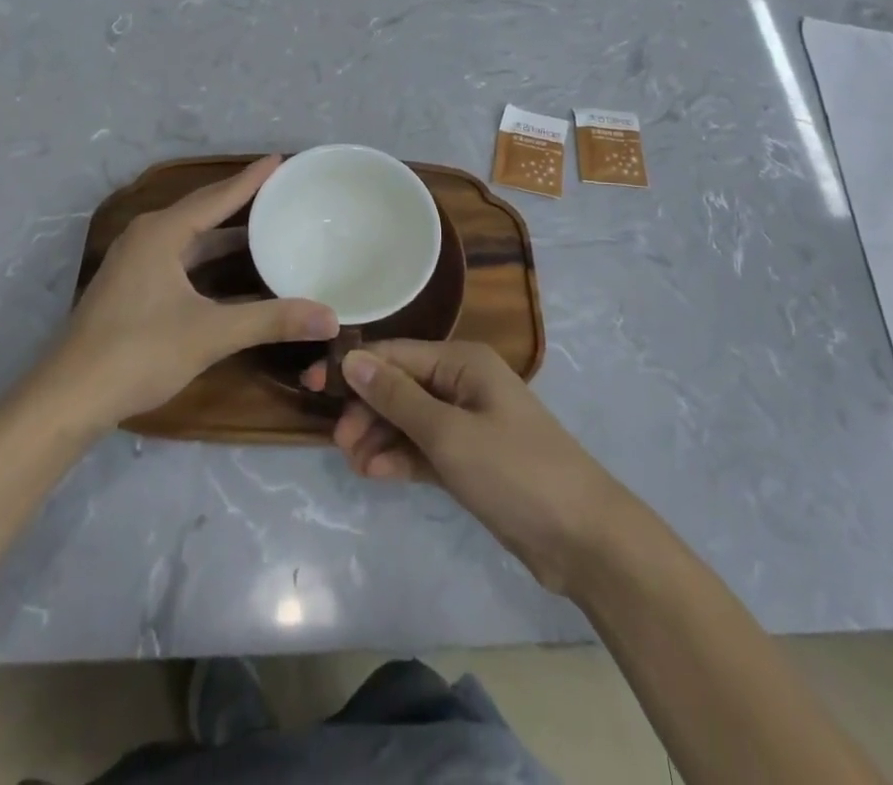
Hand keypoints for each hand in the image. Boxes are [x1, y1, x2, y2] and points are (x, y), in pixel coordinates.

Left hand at [43, 156, 337, 427]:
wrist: (68, 399)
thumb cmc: (139, 353)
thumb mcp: (211, 334)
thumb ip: (272, 321)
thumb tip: (330, 316)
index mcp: (162, 233)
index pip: (217, 196)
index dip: (251, 179)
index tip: (280, 160)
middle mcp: (147, 237)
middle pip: (202, 209)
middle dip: (240, 199)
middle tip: (279, 189)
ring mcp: (135, 262)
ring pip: (190, 236)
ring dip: (224, 231)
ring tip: (264, 224)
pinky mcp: (131, 286)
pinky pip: (179, 255)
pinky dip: (208, 255)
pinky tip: (230, 268)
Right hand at [309, 340, 625, 594]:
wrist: (582, 538)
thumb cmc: (514, 472)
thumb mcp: (449, 433)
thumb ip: (398, 397)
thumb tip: (352, 359)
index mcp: (463, 362)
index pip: (396, 354)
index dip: (354, 368)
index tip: (311, 386)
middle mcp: (464, 383)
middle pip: (401, 386)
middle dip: (367, 409)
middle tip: (338, 443)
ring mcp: (469, 422)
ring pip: (410, 419)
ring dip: (380, 436)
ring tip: (354, 464)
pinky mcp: (471, 459)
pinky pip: (425, 448)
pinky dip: (401, 458)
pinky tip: (377, 473)